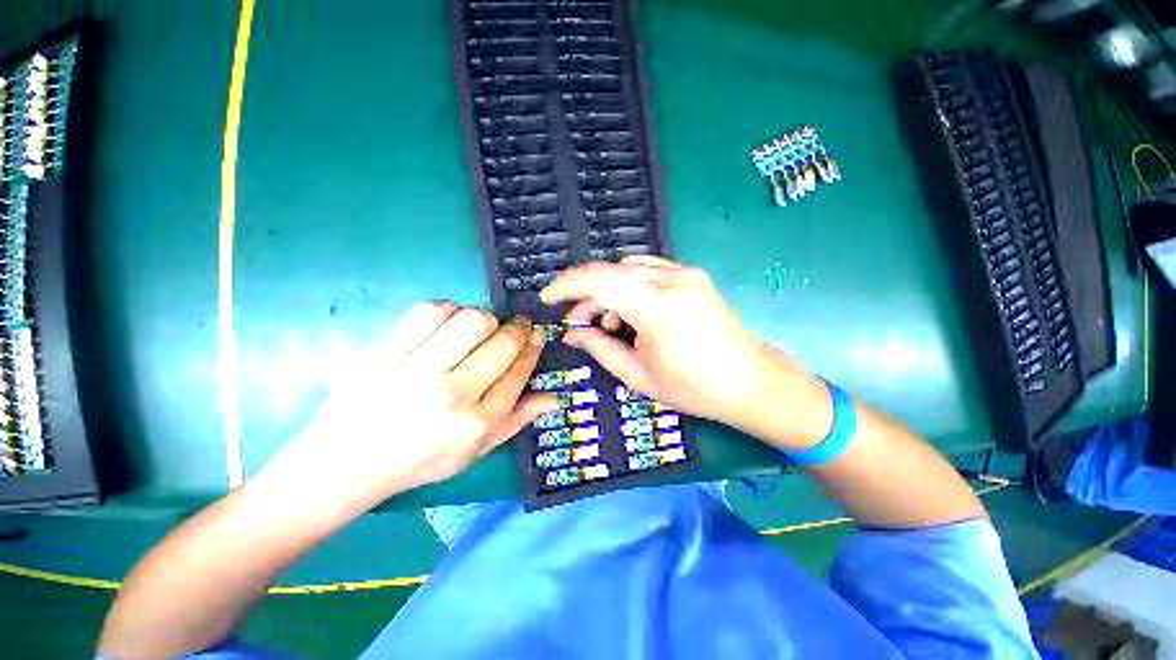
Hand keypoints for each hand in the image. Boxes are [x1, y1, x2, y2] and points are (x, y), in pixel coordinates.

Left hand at [273, 302, 556, 505]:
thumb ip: (516, 421)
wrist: (347, 463)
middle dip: (518, 328)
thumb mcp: (476, 451)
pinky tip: (450, 321)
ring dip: (486, 318)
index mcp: (476, 423)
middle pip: (501, 344)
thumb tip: (555, 397)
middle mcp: (451, 396)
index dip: (533, 346)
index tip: (537, 332)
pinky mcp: (384, 353)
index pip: (518, 372)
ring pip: (471, 321)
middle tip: (518, 324)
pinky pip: (429, 313)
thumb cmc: (420, 460)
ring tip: (483, 325)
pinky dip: (449, 309)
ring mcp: (415, 372)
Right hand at [540, 257, 768, 422]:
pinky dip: (628, 287)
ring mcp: (685, 273)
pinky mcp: (692, 275)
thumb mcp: (637, 374)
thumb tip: (572, 332)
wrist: (749, 381)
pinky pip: (648, 271)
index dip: (566, 285)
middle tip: (576, 322)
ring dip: (607, 290)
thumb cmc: (693, 387)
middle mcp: (671, 279)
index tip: (548, 298)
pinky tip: (629, 311)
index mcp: (656, 306)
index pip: (597, 280)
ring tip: (606, 322)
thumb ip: (599, 347)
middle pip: (610, 272)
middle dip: (585, 294)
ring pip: (627, 269)